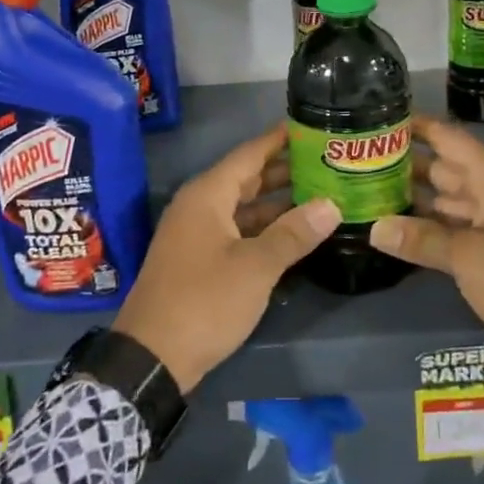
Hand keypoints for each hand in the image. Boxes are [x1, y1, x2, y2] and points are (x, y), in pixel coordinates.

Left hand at [113, 125, 340, 393]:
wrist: (151, 358)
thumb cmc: (204, 301)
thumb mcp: (256, 267)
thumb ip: (293, 234)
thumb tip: (332, 205)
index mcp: (208, 195)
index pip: (250, 154)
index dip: (280, 139)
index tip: (312, 125)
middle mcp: (200, 206)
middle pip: (247, 178)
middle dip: (285, 170)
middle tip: (327, 162)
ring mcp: (197, 234)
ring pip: (243, 207)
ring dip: (278, 202)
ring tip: (321, 194)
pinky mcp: (199, 259)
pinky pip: (237, 230)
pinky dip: (264, 228)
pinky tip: (294, 234)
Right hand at [369, 118, 483, 384]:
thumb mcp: (468, 259)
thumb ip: (421, 239)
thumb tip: (374, 227)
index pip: (449, 139)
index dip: (416, 127)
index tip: (380, 119)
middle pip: (447, 168)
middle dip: (408, 165)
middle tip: (362, 162)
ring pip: (453, 199)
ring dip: (418, 198)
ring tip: (372, 192)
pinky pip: (462, 226)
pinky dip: (436, 227)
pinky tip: (403, 231)